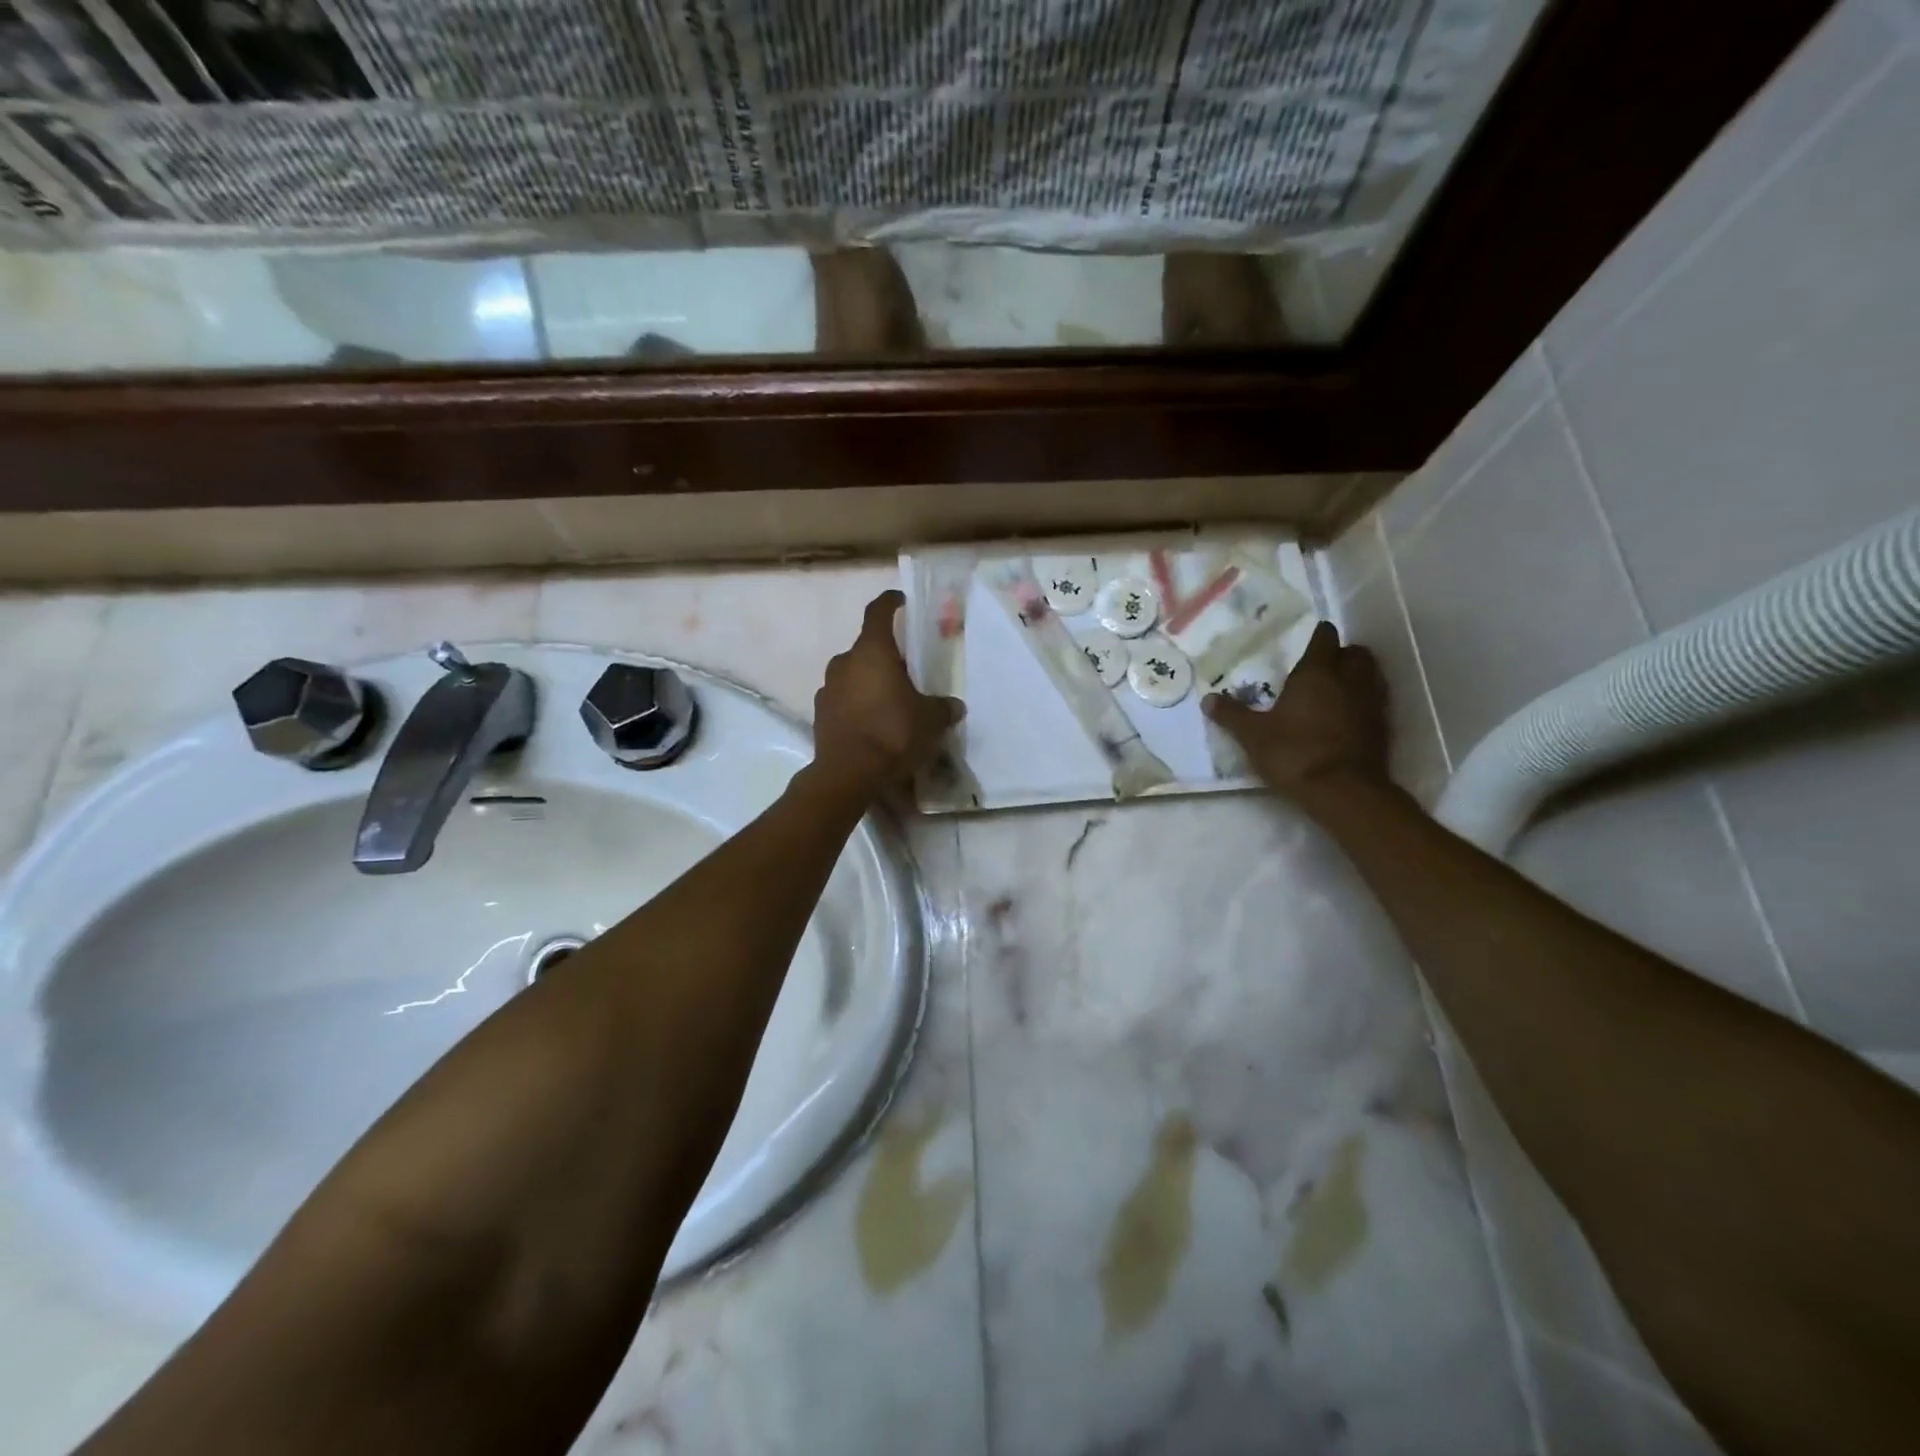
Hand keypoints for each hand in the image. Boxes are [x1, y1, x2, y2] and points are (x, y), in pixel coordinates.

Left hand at [811, 590, 963, 796]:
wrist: (848, 774)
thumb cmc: (893, 733)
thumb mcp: (930, 721)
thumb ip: (943, 708)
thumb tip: (954, 706)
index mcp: (872, 651)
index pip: (879, 612)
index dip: (890, 602)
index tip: (900, 600)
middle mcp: (844, 662)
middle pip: (867, 648)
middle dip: (886, 657)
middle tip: (907, 672)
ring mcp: (827, 688)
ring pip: (853, 675)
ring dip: (869, 682)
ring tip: (890, 703)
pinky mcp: (819, 714)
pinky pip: (843, 700)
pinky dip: (857, 705)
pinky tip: (872, 725)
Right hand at [1203, 621, 1389, 800]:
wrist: (1343, 791)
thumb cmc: (1294, 753)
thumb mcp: (1253, 735)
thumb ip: (1232, 715)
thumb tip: (1208, 699)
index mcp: (1316, 673)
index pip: (1324, 638)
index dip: (1318, 635)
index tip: (1310, 637)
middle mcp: (1349, 680)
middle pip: (1356, 653)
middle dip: (1343, 653)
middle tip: (1325, 664)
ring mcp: (1371, 703)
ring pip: (1372, 675)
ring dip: (1358, 675)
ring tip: (1338, 687)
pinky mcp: (1383, 727)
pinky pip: (1377, 702)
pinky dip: (1364, 702)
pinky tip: (1348, 716)